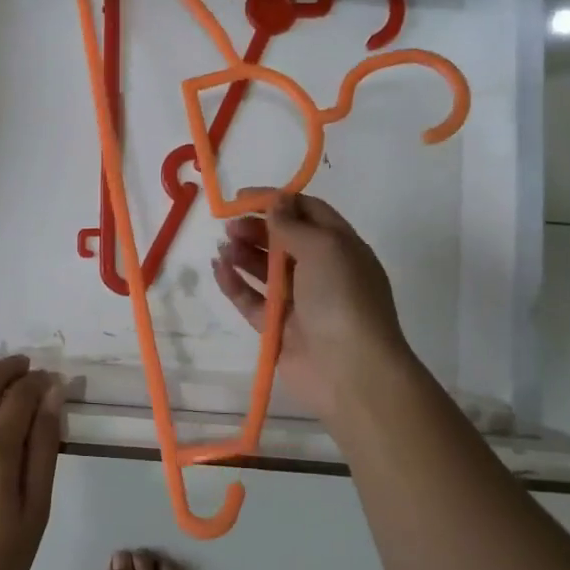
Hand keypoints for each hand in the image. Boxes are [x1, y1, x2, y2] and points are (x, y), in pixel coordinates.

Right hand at [211, 193, 413, 423]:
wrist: (351, 372)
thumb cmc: (342, 299)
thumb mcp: (324, 248)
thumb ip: (293, 224)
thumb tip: (276, 202)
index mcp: (341, 248)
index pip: (308, 213)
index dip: (277, 201)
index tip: (243, 197)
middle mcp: (322, 272)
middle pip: (284, 240)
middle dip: (256, 228)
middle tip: (229, 226)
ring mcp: (300, 301)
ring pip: (266, 270)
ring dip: (244, 254)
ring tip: (223, 246)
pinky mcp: (278, 327)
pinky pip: (252, 300)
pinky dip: (235, 284)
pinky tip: (218, 269)